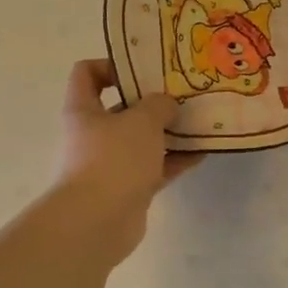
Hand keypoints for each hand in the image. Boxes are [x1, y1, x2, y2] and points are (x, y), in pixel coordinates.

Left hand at [54, 60, 201, 261]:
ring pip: (143, 140)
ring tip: (200, 121)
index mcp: (84, 110)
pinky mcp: (128, 189)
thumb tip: (166, 105)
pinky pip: (156, 167)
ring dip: (169, 132)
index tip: (145, 68)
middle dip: (153, 101)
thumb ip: (159, 105)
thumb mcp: (141, 120)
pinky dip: (176, 160)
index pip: (86, 74)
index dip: (112, 65)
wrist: (96, 223)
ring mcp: (110, 164)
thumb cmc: (113, 160)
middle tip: (184, 93)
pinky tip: (203, 152)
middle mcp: (93, 135)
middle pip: (122, 108)